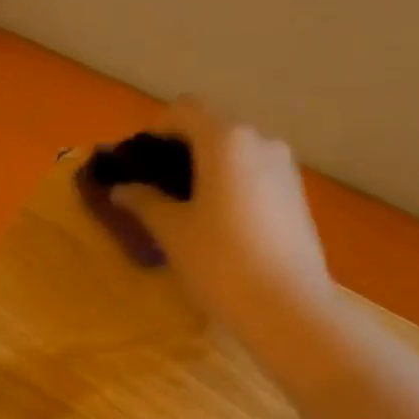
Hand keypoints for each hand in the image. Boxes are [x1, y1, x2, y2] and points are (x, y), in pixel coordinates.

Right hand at [110, 98, 335, 344]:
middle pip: (212, 129)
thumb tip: (121, 189)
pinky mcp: (297, 195)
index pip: (184, 110)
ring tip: (188, 210)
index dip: (156, 130)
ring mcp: (285, 168)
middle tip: (157, 190)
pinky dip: (232, 186)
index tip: (138, 163)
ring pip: (236, 154)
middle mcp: (260, 141)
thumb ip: (144, 202)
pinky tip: (221, 224)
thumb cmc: (220, 263)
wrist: (287, 308)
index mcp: (226, 140)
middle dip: (181, 151)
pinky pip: (255, 175)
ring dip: (208, 170)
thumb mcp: (173, 232)